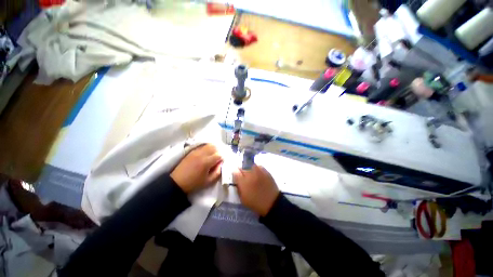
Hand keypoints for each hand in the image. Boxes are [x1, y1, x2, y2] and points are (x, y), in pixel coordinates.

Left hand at [171, 144, 222, 193]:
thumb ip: (218, 172)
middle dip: (218, 151)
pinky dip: (207, 148)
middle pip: (214, 147)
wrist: (177, 182)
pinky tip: (206, 154)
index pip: (219, 155)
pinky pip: (202, 146)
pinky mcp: (192, 151)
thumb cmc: (194, 183)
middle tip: (218, 158)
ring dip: (213, 148)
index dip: (222, 158)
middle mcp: (202, 154)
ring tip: (213, 155)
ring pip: (208, 145)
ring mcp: (196, 151)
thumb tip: (221, 164)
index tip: (221, 163)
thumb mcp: (208, 181)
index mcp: (206, 162)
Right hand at [233, 165, 279, 215]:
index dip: (235, 174)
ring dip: (249, 169)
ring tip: (251, 174)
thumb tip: (237, 180)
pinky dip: (257, 169)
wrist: (272, 203)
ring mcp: (259, 172)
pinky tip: (258, 174)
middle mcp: (251, 174)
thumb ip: (238, 188)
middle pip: (243, 168)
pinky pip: (259, 166)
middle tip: (243, 177)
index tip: (236, 177)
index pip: (235, 172)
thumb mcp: (243, 199)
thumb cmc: (255, 203)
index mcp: (244, 182)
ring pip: (250, 166)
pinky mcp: (266, 171)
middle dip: (241, 172)